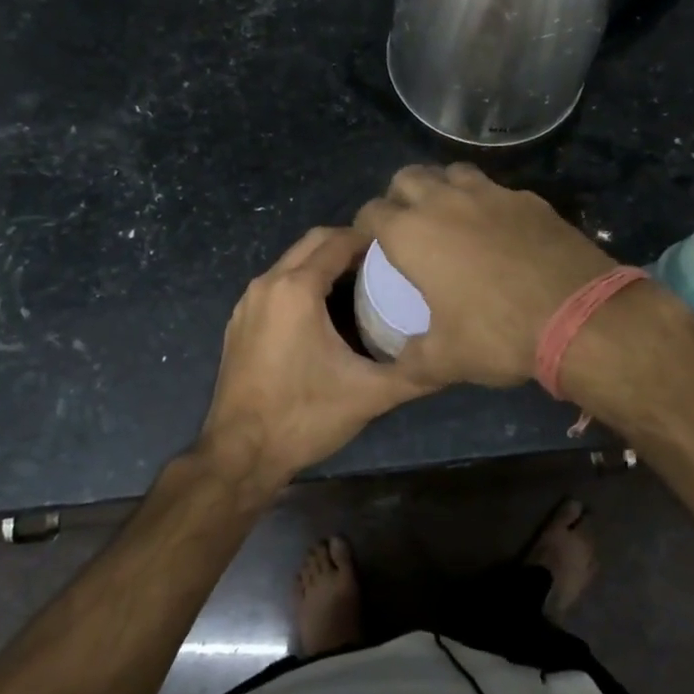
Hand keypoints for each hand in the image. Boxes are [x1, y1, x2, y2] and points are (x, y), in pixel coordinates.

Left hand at [197, 226, 429, 495]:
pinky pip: (276, 284)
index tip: (400, 249)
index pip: (338, 241)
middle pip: (312, 241)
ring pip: (291, 261)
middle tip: (383, 263)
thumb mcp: (368, 395)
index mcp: (296, 289)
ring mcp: (248, 302)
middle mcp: (267, 284)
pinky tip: (324, 312)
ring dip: (323, 262)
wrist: (239, 455)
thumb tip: (454, 358)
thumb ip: (414, 373)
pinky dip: (301, 282)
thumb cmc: (304, 417)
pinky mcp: (239, 322)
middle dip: (347, 243)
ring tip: (360, 284)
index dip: (370, 239)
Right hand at [355, 163, 615, 388]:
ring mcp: (490, 194)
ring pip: (452, 172)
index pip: (372, 212)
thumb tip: (399, 365)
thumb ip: (412, 360)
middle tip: (407, 225)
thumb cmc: (498, 334)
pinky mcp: (527, 198)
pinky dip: (487, 202)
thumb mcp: (445, 360)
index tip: (371, 243)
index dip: (365, 226)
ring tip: (450, 216)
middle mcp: (445, 202)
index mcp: (412, 234)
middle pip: (407, 177)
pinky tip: (499, 229)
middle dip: (399, 196)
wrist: (578, 315)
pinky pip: (495, 189)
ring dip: (442, 187)